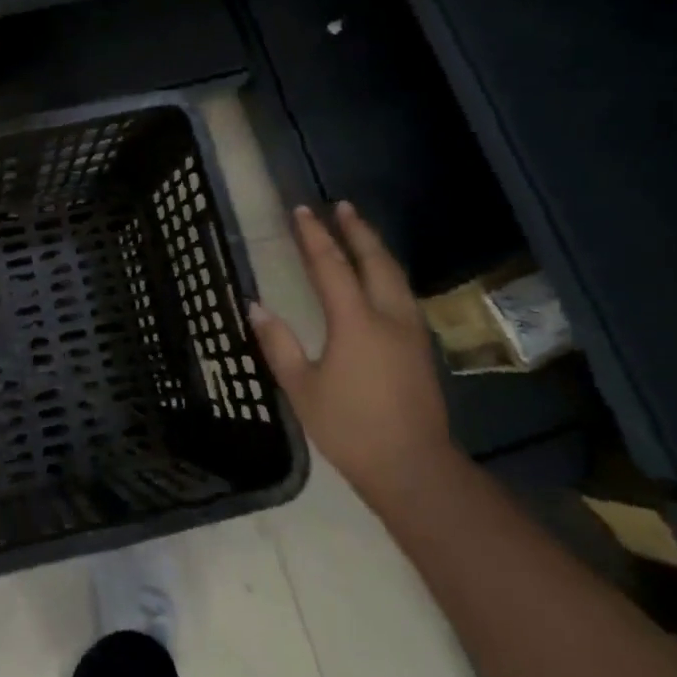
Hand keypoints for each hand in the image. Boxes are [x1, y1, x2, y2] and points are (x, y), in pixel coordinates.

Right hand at [250, 202, 453, 500]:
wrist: (415, 470)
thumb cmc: (351, 429)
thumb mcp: (303, 389)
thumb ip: (279, 344)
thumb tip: (256, 306)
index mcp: (356, 323)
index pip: (332, 266)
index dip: (314, 237)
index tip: (301, 211)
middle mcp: (387, 317)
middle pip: (374, 261)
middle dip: (356, 230)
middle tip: (340, 206)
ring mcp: (410, 332)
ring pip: (394, 275)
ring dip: (375, 247)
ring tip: (360, 228)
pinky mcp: (420, 347)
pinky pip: (402, 292)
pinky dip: (387, 270)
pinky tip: (380, 274)